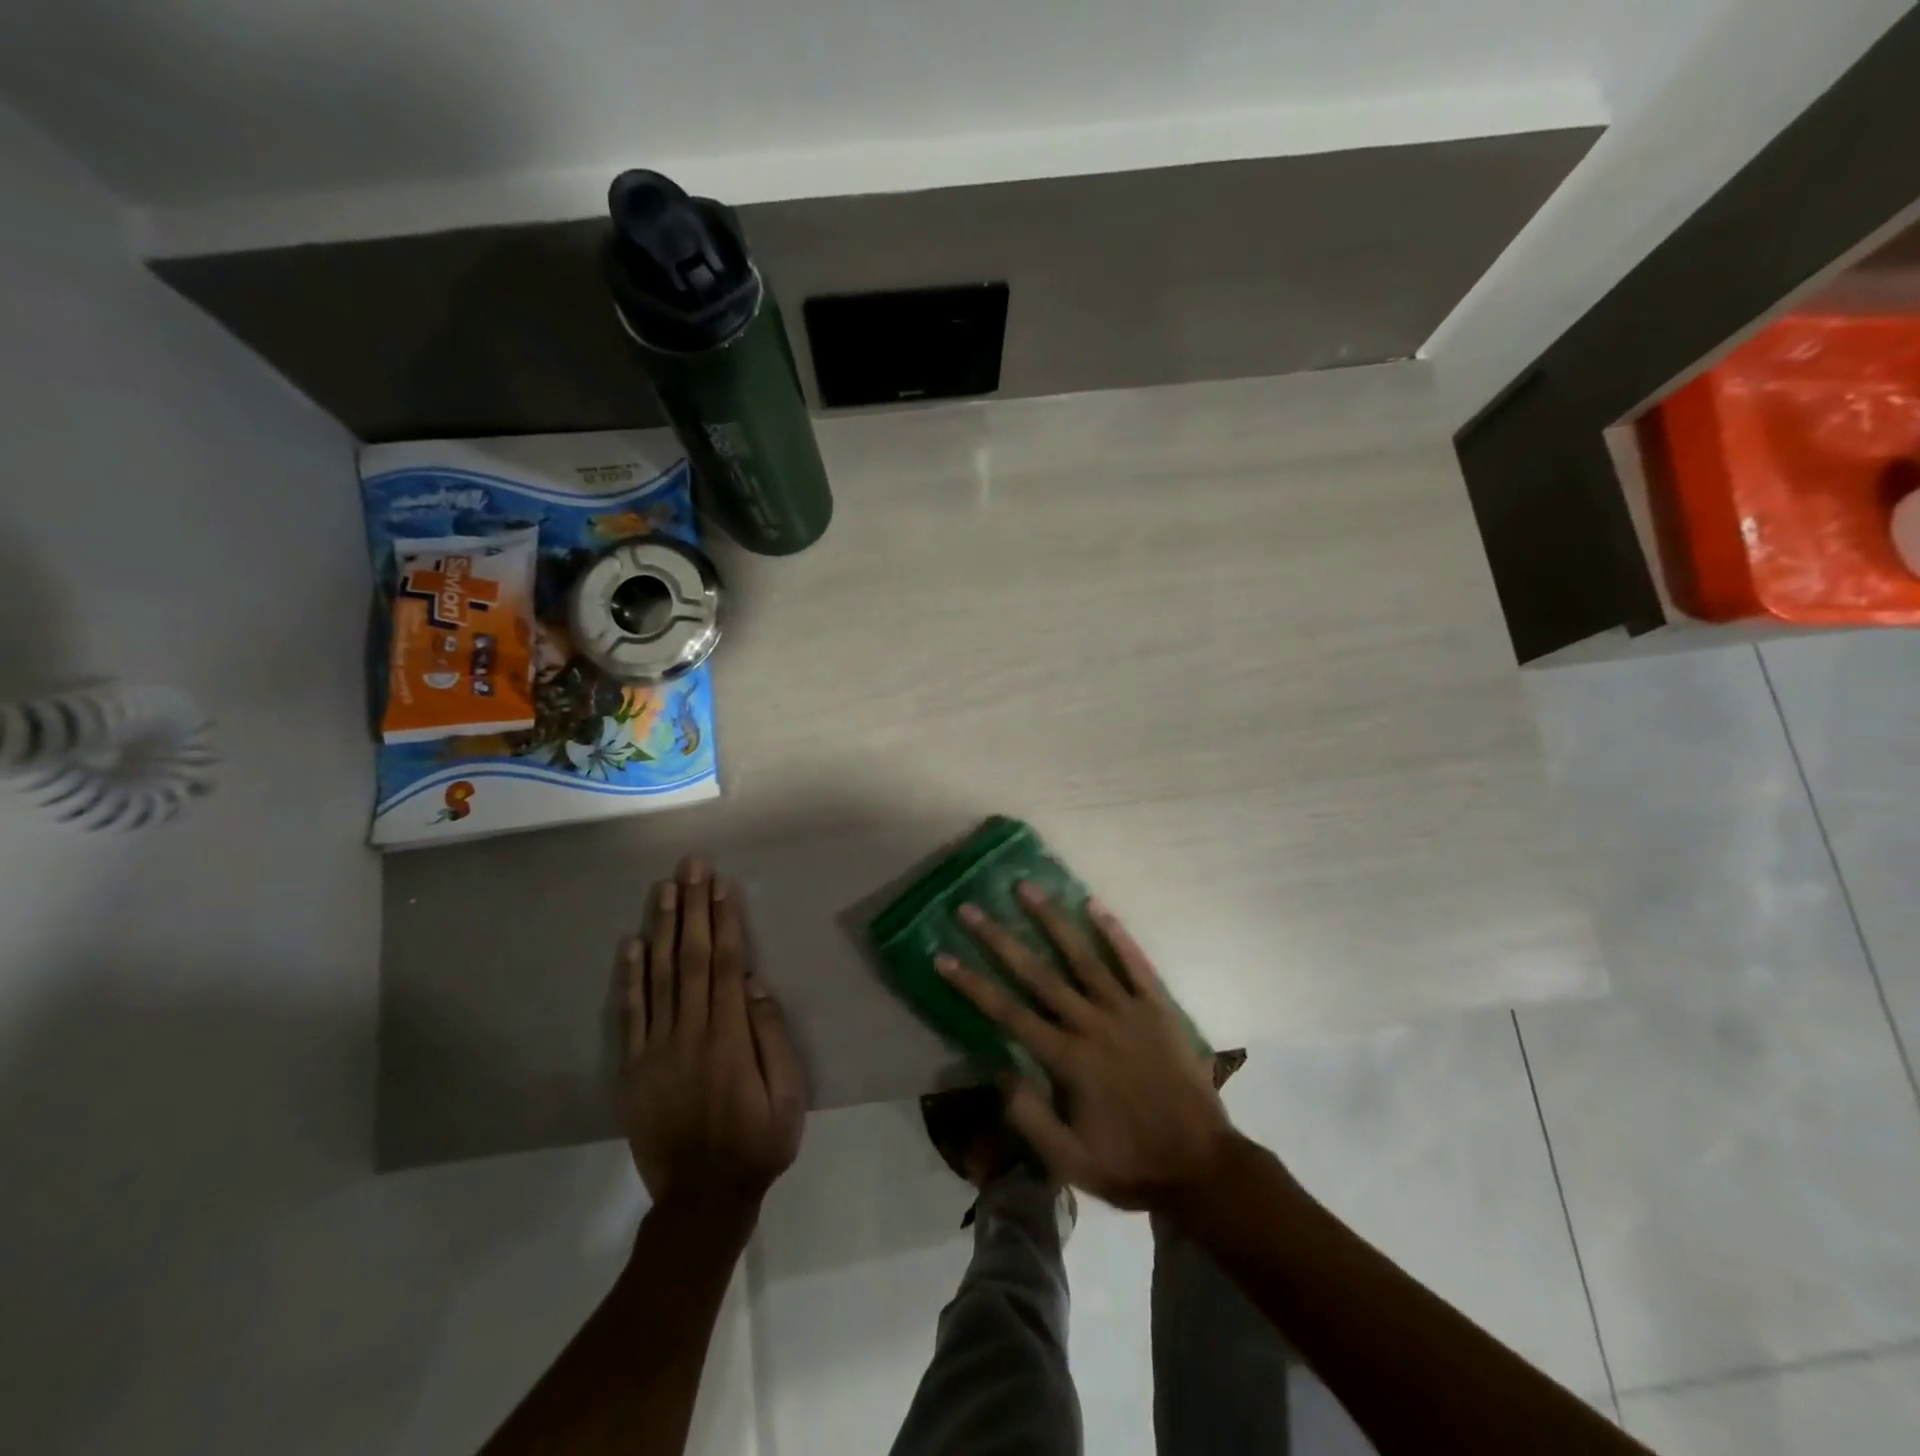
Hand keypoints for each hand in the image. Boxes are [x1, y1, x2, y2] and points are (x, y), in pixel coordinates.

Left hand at [619, 859, 806, 1212]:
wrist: (703, 1201)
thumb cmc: (758, 1144)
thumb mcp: (789, 1096)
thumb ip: (771, 1037)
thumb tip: (753, 984)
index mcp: (730, 1037)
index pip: (725, 964)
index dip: (723, 921)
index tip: (721, 885)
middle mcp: (690, 1033)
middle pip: (690, 958)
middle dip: (692, 908)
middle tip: (691, 867)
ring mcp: (656, 1050)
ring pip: (658, 976)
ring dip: (661, 929)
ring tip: (663, 889)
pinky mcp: (633, 1069)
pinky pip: (629, 1016)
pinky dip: (629, 978)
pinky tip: (631, 944)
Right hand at [937, 885, 1234, 1211]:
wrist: (1201, 1166)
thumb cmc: (1130, 1164)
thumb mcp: (1069, 1161)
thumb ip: (1029, 1116)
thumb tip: (997, 1068)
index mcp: (1067, 1059)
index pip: (1007, 1012)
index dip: (971, 984)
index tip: (942, 955)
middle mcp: (1092, 1024)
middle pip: (1037, 973)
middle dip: (999, 939)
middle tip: (970, 908)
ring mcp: (1127, 1010)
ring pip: (1082, 956)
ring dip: (1051, 920)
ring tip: (1026, 887)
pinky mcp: (1157, 1006)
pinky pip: (1134, 962)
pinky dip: (1114, 932)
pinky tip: (1094, 904)